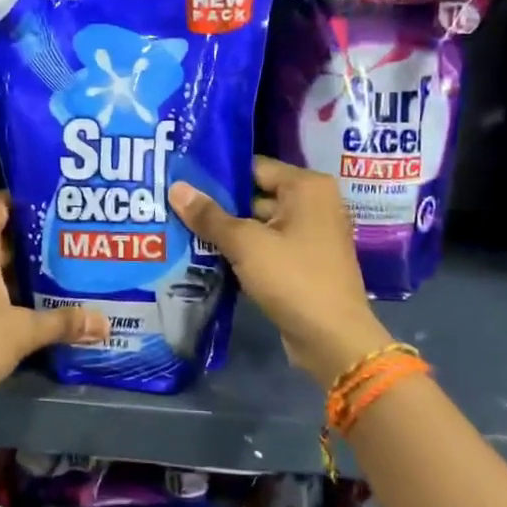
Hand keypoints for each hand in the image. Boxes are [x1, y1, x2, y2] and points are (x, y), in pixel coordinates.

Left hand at [0, 191, 107, 423]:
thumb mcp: (20, 332)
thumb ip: (62, 323)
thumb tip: (105, 322)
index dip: (27, 195)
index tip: (60, 197)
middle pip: (5, 236)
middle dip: (39, 237)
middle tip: (78, 236)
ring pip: (0, 267)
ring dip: (29, 270)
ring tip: (71, 267)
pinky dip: (17, 294)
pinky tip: (46, 304)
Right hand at [168, 156, 391, 386]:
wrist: (332, 339)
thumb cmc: (293, 278)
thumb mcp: (245, 244)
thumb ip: (209, 216)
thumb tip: (176, 188)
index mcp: (307, 187)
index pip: (254, 167)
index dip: (218, 174)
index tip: (182, 179)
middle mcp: (313, 204)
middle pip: (255, 195)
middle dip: (218, 205)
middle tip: (174, 206)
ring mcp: (310, 236)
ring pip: (258, 225)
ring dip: (227, 232)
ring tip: (181, 230)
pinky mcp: (303, 264)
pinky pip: (266, 248)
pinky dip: (242, 252)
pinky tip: (205, 256)